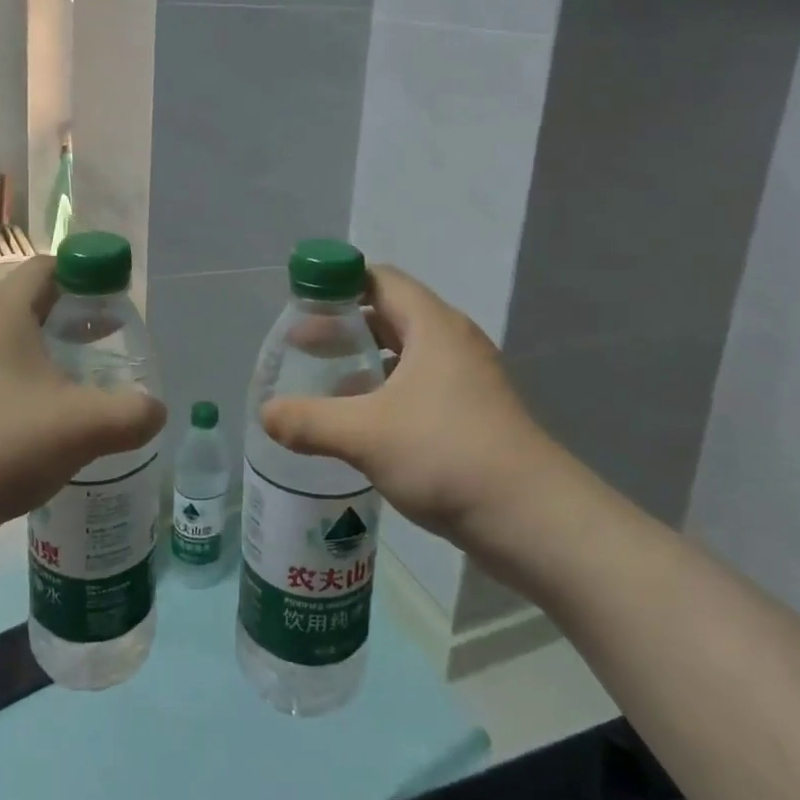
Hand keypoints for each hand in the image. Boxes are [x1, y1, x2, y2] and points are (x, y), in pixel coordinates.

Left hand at [0, 256, 166, 544]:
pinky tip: (33, 422)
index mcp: (2, 312)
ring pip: (6, 339)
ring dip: (43, 352)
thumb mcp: (84, 427)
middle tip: (104, 343)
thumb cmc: (2, 444)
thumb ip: (133, 413)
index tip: (114, 304)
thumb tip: (156, 410)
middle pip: (28, 301)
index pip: (48, 266)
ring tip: (74, 385)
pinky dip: (16, 380)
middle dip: (70, 317)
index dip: (87, 275)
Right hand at [259, 265, 565, 549]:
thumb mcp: (365, 434)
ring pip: (404, 354)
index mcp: (432, 326)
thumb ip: (309, 420)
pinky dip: (385, 391)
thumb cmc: (447, 455)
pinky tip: (360, 423)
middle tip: (301, 345)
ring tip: (324, 382)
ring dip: (364, 362)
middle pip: (389, 314)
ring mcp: (466, 380)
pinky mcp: (471, 414)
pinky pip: (418, 386)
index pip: (380, 279)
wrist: (534, 520)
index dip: (339, 282)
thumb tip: (265, 414)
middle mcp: (451, 342)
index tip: (301, 302)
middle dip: (344, 326)